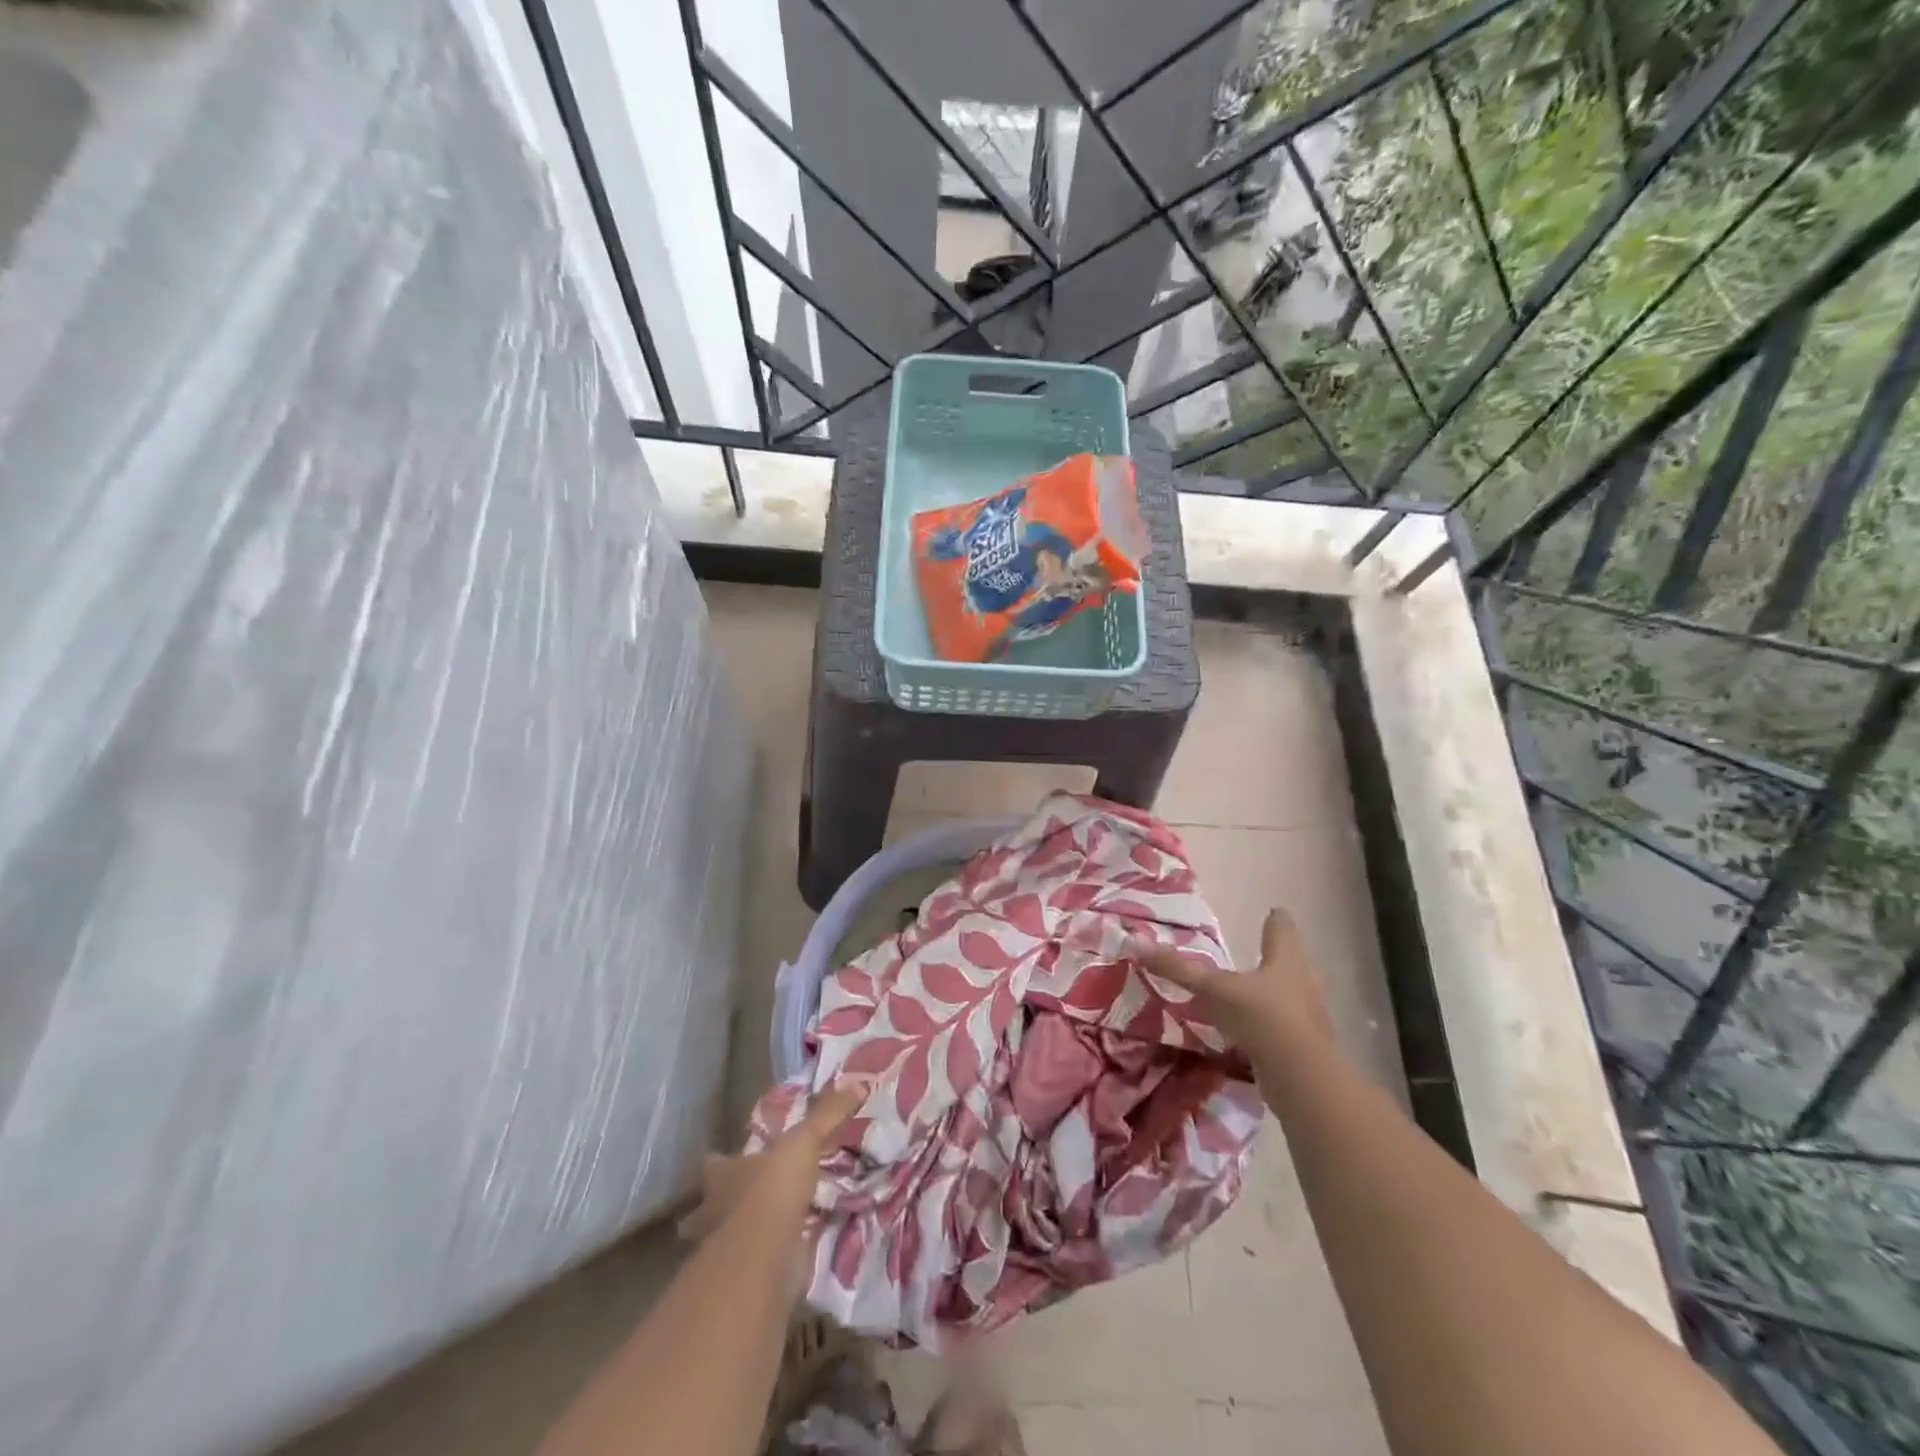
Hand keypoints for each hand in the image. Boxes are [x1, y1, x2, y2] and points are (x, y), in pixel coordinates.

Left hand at [678, 1077, 873, 1244]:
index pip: (715, 1164)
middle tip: (758, 1194)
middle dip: (733, 1201)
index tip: (733, 1157)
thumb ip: (828, 1114)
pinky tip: (793, 1252)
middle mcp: (717, 1212)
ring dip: (752, 1232)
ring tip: (779, 1223)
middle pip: (717, 1204)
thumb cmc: (772, 1190)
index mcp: (723, 1176)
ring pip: (735, 1237)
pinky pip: (760, 1263)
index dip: (722, 1161)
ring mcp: (728, 1250)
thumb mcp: (804, 1141)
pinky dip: (773, 1259)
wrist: (764, 1257)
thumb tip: (859, 1085)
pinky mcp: (746, 1278)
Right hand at [1128, 907, 1334, 1060]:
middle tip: (1260, 954)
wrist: (1303, 1077)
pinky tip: (1254, 1033)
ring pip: (1294, 994)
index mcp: (1285, 957)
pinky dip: (1272, 1026)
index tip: (1272, 912)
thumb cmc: (1261, 1017)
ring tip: (1253, 994)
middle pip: (1293, 960)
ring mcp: (1310, 1015)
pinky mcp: (1308, 1046)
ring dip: (1276, 993)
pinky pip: (1287, 1027)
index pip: (1282, 927)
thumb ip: (1177, 969)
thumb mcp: (1212, 990)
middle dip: (1278, 957)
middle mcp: (1304, 980)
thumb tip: (1135, 943)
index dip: (1275, 919)